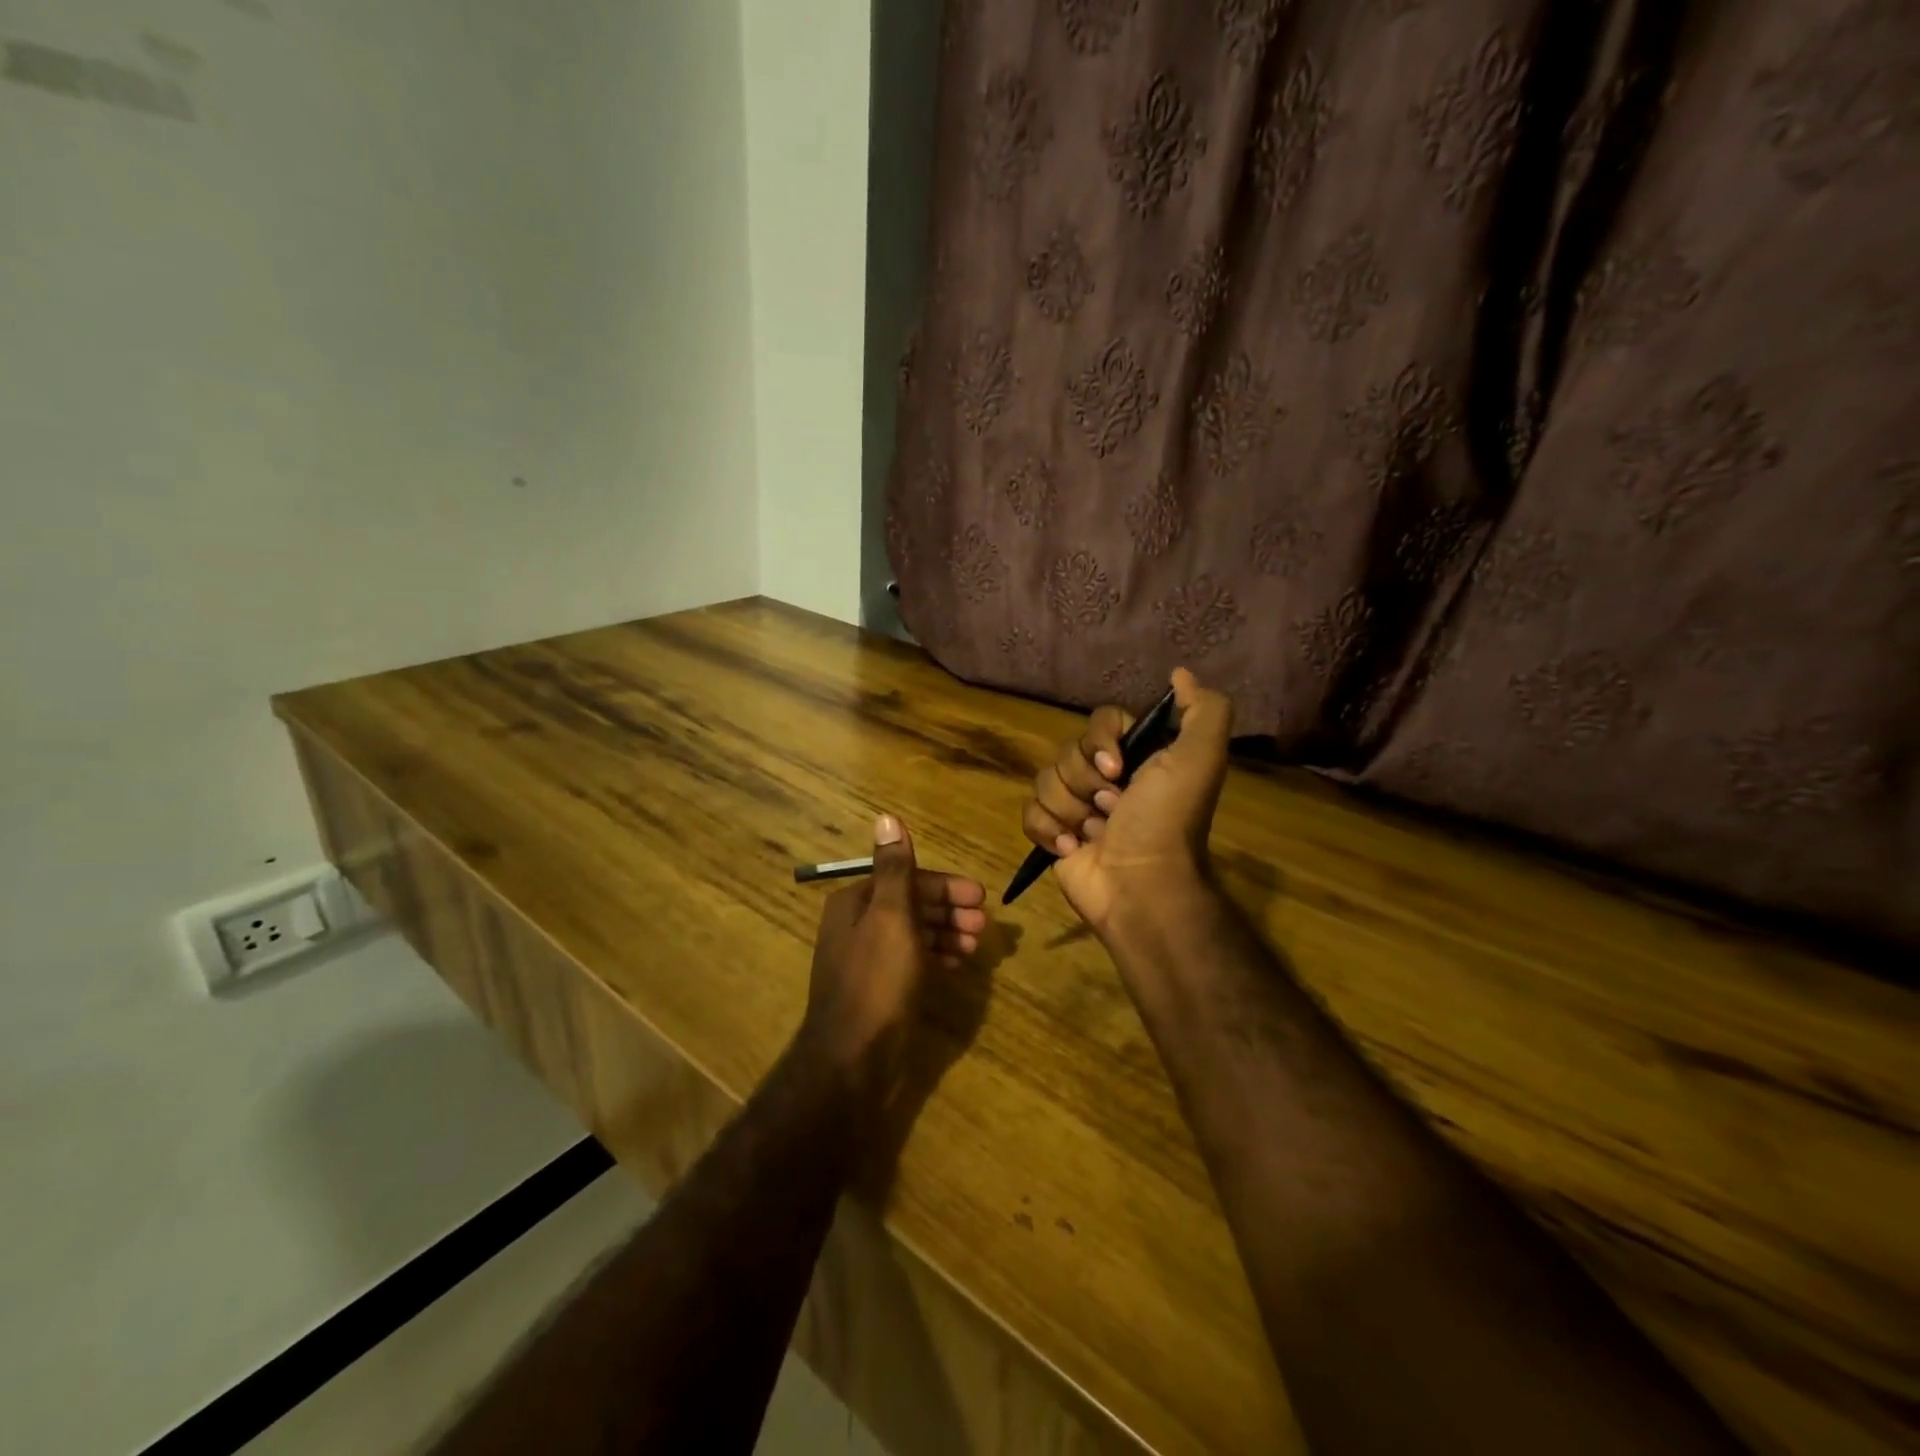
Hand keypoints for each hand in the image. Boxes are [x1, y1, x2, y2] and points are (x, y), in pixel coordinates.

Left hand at [802, 815, 986, 1086]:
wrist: (852, 1058)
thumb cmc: (876, 980)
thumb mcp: (890, 917)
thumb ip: (895, 869)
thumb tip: (887, 816)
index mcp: (856, 902)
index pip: (907, 880)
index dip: (945, 887)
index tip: (980, 897)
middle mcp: (857, 924)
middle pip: (911, 905)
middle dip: (949, 911)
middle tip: (984, 926)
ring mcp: (867, 958)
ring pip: (914, 934)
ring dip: (946, 934)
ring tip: (975, 947)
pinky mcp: (878, 988)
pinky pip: (912, 960)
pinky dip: (935, 957)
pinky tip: (956, 965)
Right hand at [1022, 669, 1233, 936]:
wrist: (1140, 887)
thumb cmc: (1166, 822)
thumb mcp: (1200, 759)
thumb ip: (1203, 710)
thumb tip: (1180, 673)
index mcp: (1137, 758)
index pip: (1100, 721)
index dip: (1102, 741)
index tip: (1118, 769)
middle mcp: (1106, 778)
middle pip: (1068, 751)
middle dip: (1085, 782)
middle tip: (1111, 809)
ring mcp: (1077, 807)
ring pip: (1045, 781)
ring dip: (1069, 809)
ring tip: (1093, 834)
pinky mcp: (1053, 835)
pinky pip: (1029, 813)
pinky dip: (1048, 831)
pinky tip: (1071, 848)